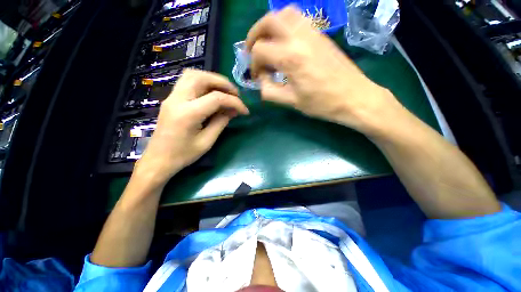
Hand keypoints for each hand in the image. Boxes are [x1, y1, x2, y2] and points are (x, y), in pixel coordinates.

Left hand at [134, 69, 248, 186]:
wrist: (158, 160)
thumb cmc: (183, 155)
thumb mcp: (207, 141)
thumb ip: (221, 122)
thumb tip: (234, 110)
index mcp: (188, 114)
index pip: (216, 98)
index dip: (235, 102)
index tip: (245, 110)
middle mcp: (177, 99)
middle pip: (202, 77)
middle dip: (223, 83)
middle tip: (236, 94)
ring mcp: (172, 97)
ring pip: (193, 75)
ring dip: (212, 79)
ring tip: (225, 91)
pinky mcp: (171, 99)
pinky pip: (188, 81)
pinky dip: (203, 82)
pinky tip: (212, 93)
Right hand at [246, 6, 403, 134]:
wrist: (353, 97)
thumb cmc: (322, 103)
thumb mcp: (291, 102)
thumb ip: (270, 91)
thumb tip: (261, 81)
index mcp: (291, 58)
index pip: (260, 51)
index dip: (254, 65)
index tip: (258, 77)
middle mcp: (300, 38)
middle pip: (268, 21)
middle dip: (255, 35)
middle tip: (252, 50)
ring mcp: (312, 32)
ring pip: (284, 13)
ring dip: (270, 25)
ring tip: (267, 42)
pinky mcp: (321, 34)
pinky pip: (298, 18)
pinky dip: (285, 25)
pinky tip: (285, 42)